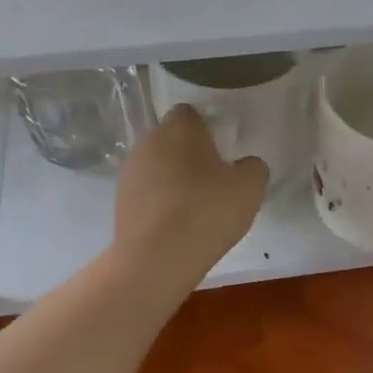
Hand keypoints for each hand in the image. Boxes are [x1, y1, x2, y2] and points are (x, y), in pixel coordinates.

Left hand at [114, 105, 267, 268]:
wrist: (156, 258)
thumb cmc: (207, 211)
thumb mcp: (250, 187)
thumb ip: (253, 167)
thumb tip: (244, 165)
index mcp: (179, 128)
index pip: (190, 113)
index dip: (207, 129)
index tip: (222, 152)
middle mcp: (149, 141)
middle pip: (172, 139)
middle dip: (189, 154)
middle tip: (212, 181)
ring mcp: (130, 171)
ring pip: (157, 165)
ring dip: (172, 178)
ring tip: (193, 207)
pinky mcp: (119, 200)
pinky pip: (146, 191)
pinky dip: (159, 201)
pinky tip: (174, 225)